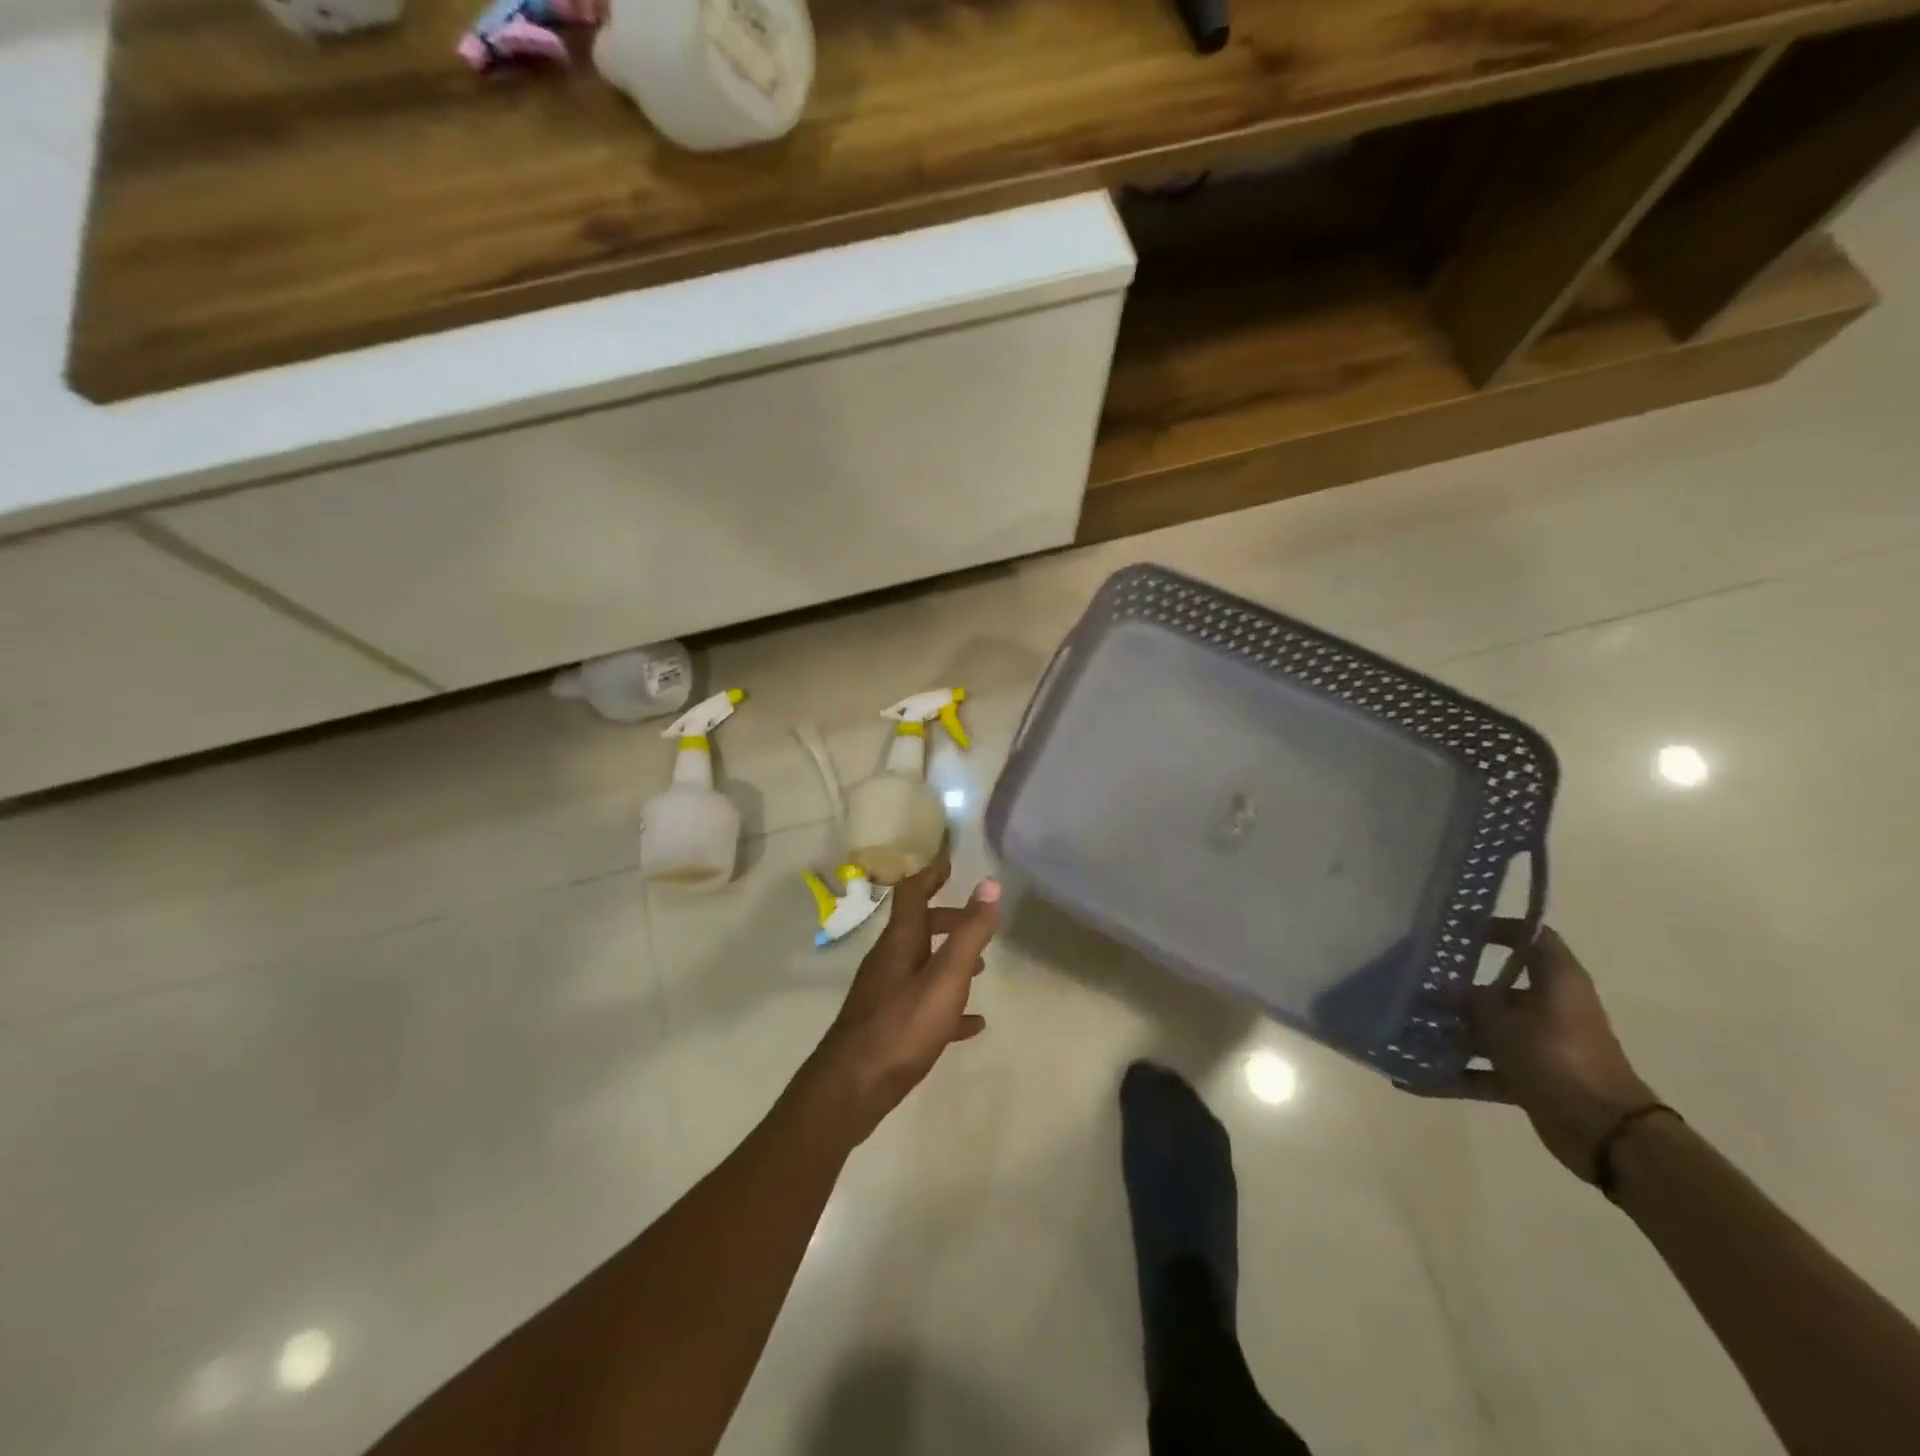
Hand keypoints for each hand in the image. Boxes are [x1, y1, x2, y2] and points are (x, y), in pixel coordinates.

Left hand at [801, 862, 1001, 1144]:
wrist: (852, 1088)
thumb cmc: (902, 1026)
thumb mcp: (945, 977)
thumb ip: (970, 933)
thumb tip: (989, 883)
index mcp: (900, 942)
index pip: (912, 893)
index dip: (931, 875)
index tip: (950, 864)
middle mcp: (888, 961)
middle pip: (918, 927)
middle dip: (948, 919)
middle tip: (978, 923)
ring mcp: (885, 994)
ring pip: (921, 964)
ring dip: (948, 958)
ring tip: (981, 969)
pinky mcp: (887, 1025)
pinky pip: (922, 1003)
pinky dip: (947, 1003)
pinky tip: (971, 1025)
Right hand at [1439, 921, 1658, 1181]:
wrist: (1608, 1134)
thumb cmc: (1557, 1058)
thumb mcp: (1503, 1022)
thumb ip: (1470, 1002)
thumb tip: (1444, 992)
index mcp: (1557, 982)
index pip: (1532, 938)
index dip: (1500, 928)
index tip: (1458, 930)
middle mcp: (1552, 1008)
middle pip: (1501, 988)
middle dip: (1458, 990)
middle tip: (1414, 983)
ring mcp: (1544, 1045)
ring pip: (1491, 1031)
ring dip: (1453, 1034)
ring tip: (1406, 1029)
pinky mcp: (1535, 1078)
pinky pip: (1488, 1070)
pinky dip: (1458, 1075)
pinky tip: (1414, 1081)